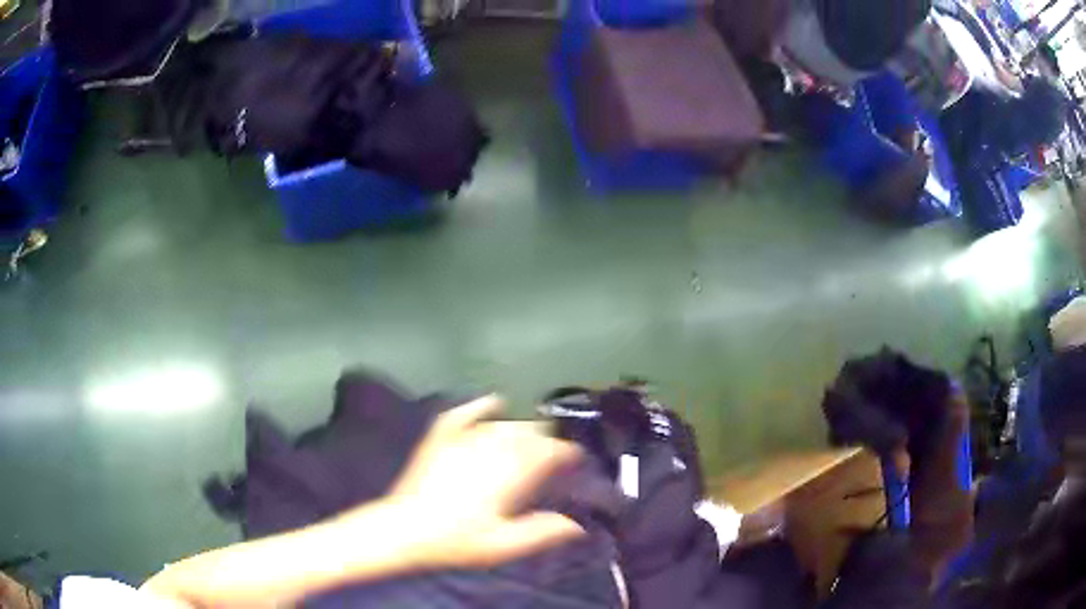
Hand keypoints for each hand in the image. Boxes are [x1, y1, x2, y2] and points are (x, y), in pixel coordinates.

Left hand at [355, 396, 586, 568]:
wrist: (405, 529)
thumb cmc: (457, 540)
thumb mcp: (504, 545)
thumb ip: (542, 532)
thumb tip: (577, 525)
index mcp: (510, 472)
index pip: (549, 451)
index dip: (566, 452)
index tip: (576, 458)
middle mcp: (490, 447)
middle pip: (528, 432)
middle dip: (547, 438)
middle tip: (556, 452)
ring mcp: (463, 439)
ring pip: (503, 423)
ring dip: (523, 428)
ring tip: (533, 437)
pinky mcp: (441, 438)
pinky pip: (465, 413)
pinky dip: (482, 407)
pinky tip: (494, 402)